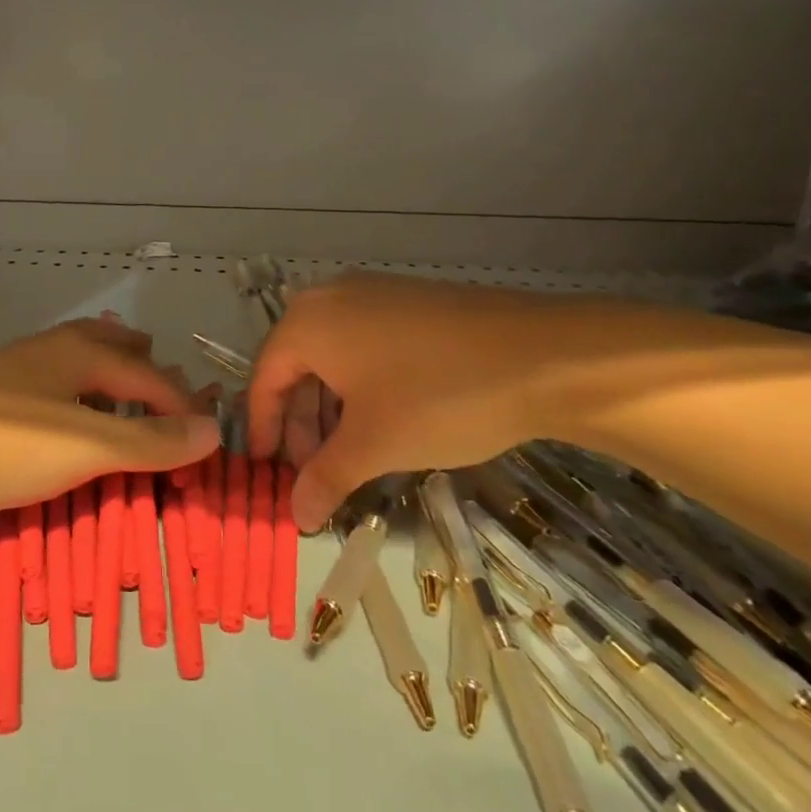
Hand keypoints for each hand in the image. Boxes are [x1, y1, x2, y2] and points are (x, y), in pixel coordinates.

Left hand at [0, 318, 219, 517]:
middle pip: (107, 343)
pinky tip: (58, 412)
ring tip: (116, 390)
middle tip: (160, 374)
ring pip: (73, 358)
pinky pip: (47, 379)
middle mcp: (48, 348)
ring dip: (104, 372)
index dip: (180, 405)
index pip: (147, 376)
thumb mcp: (89, 446)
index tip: (202, 439)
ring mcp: (11, 366)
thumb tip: (215, 431)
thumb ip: (151, 442)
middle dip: (139, 361)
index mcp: (79, 352)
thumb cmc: (8, 444)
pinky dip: (72, 389)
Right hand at [247, 273, 593, 531]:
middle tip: (317, 471)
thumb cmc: (439, 397)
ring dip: (332, 408)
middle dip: (302, 423)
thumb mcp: (375, 445)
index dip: (264, 428)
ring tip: (353, 453)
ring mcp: (372, 293)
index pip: (265, 378)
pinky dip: (361, 384)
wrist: (546, 355)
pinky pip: (364, 343)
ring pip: (332, 356)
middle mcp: (330, 297)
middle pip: (297, 366)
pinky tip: (385, 419)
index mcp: (307, 322)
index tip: (269, 470)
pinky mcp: (409, 300)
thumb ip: (326, 478)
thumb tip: (296, 518)